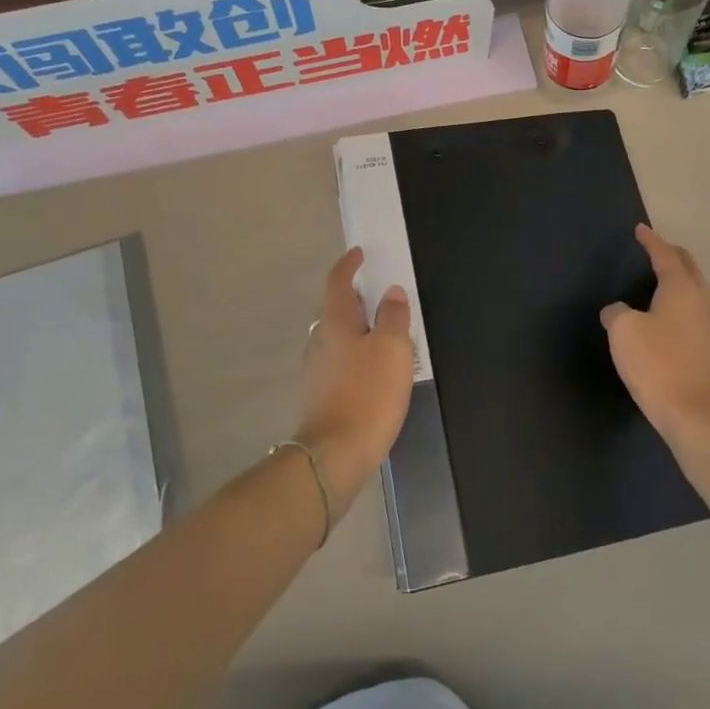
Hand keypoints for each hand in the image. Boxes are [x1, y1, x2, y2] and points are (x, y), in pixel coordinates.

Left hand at [295, 248, 415, 513]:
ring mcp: (316, 370)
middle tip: (379, 297)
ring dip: (356, 331)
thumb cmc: (367, 393)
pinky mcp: (319, 396)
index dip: (348, 265)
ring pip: (337, 339)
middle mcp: (319, 341)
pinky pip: (338, 363)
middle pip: (335, 311)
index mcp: (336, 323)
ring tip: (382, 336)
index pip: (338, 283)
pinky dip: (355, 357)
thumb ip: (393, 316)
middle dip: (355, 300)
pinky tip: (372, 372)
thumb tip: (391, 292)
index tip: (358, 253)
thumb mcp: (392, 349)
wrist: (335, 454)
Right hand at [601, 224, 709, 446]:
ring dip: (680, 277)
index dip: (650, 240)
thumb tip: (618, 311)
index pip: (664, 254)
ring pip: (696, 288)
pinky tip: (669, 313)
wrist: (697, 416)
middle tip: (652, 249)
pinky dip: (683, 300)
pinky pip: (697, 309)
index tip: (640, 229)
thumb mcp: (623, 332)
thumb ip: (616, 312)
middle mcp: (703, 299)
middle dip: (670, 253)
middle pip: (688, 266)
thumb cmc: (657, 364)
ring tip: (660, 278)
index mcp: (682, 287)